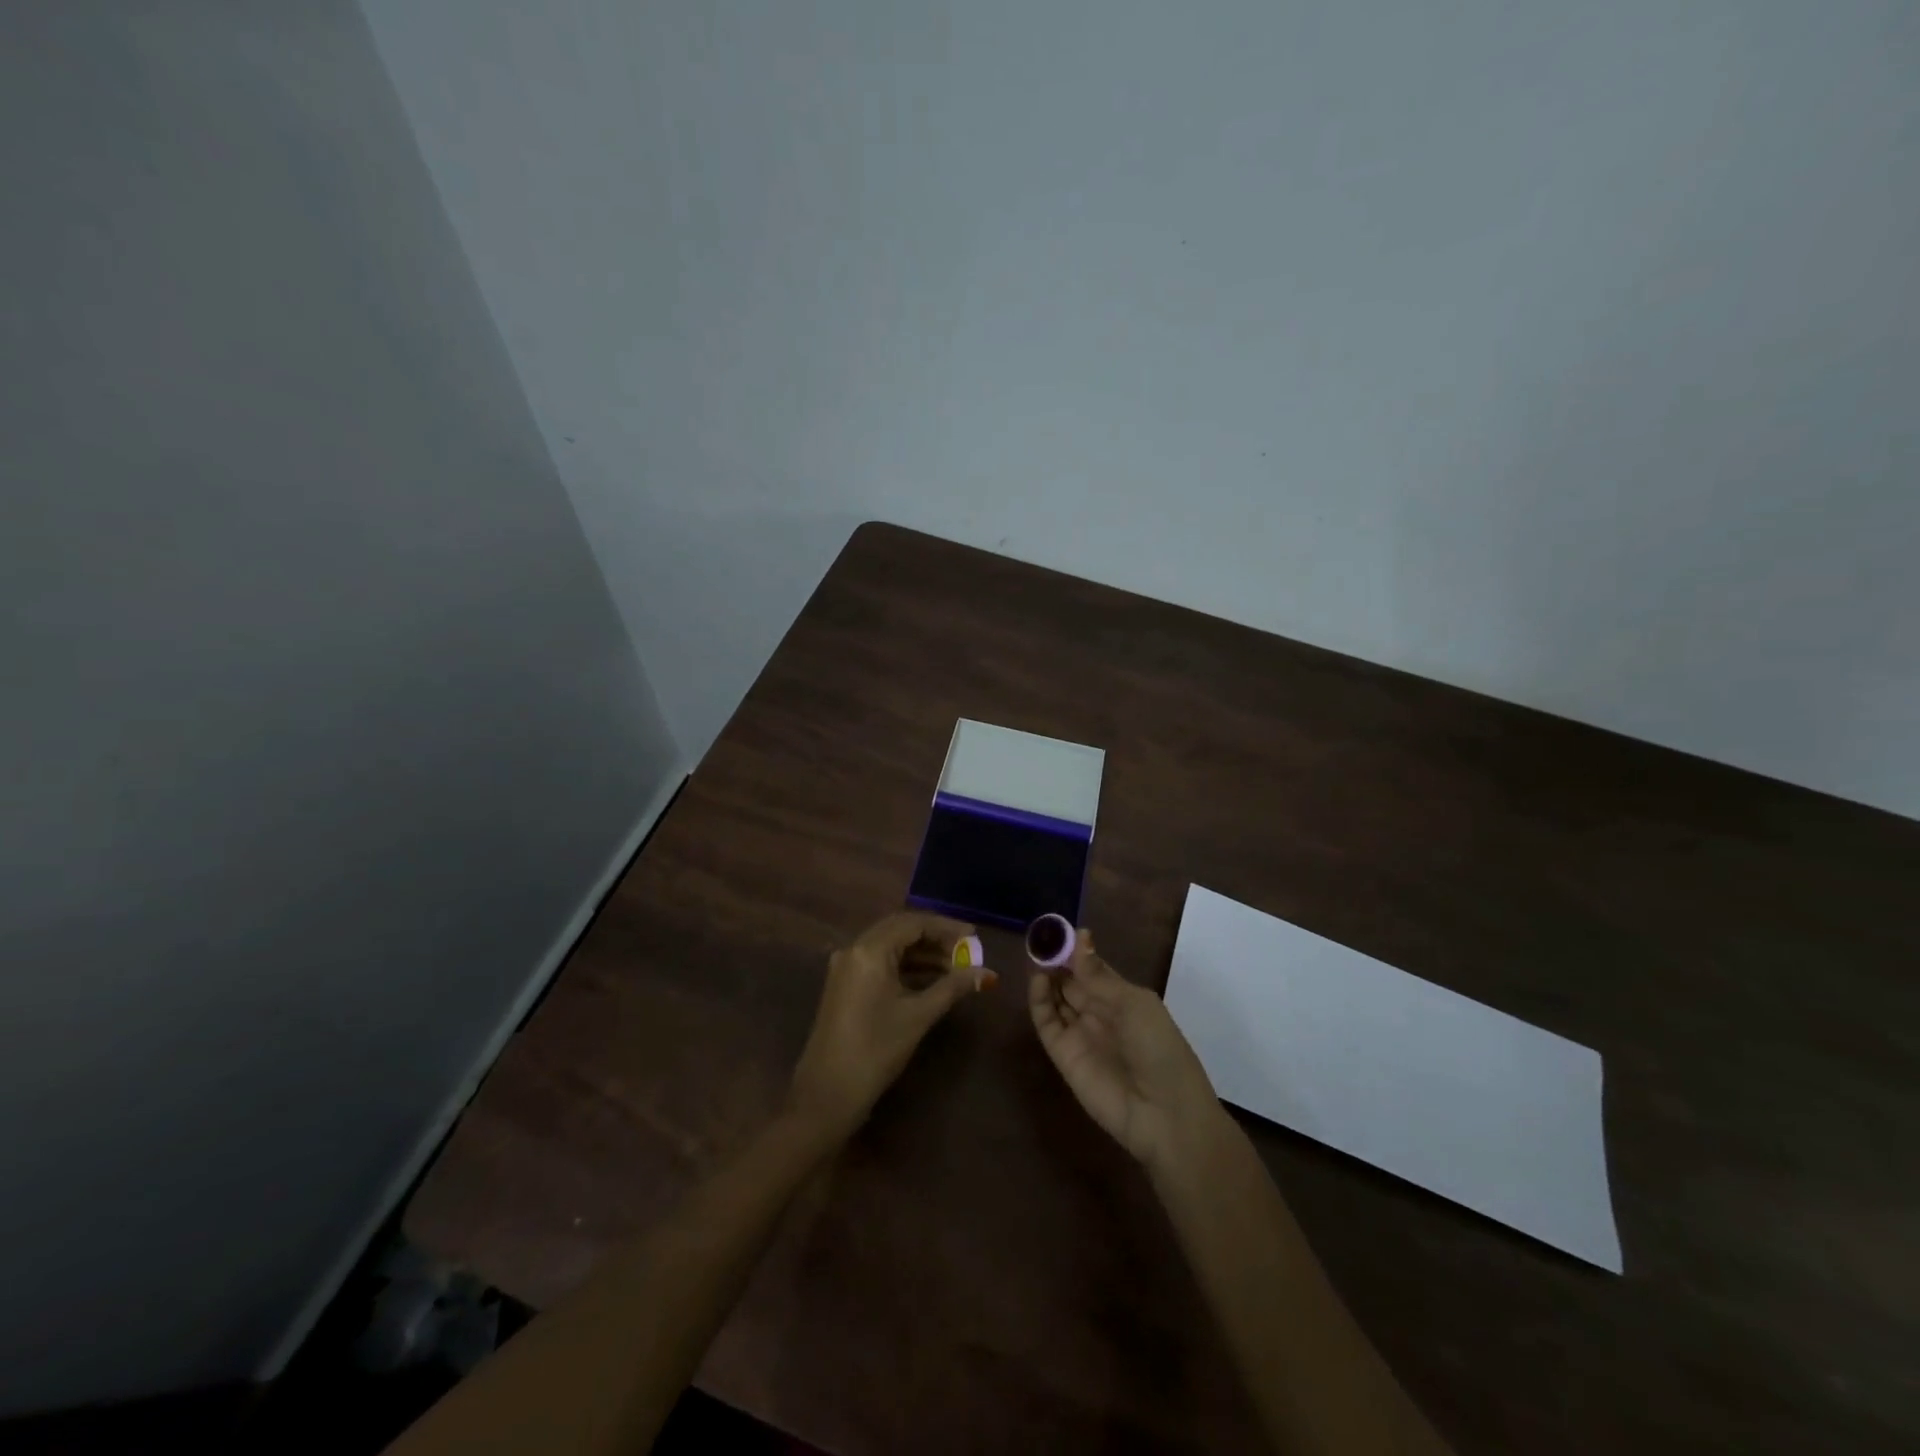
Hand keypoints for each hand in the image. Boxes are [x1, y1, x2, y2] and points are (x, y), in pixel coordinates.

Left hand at [788, 912, 993, 1139]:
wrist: (827, 1094)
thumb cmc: (876, 1050)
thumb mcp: (919, 1015)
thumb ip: (953, 987)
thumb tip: (987, 973)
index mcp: (869, 950)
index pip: (913, 923)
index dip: (946, 927)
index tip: (974, 936)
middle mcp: (854, 949)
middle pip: (900, 930)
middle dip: (935, 938)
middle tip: (967, 951)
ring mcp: (846, 967)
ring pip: (890, 947)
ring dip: (922, 954)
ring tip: (956, 969)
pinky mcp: (845, 985)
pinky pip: (880, 963)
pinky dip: (906, 967)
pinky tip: (930, 980)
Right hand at [1029, 928, 1222, 1173]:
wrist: (1163, 1115)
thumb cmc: (1159, 1049)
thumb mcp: (1134, 1004)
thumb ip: (1098, 975)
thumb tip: (1079, 935)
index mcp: (1124, 999)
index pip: (1093, 969)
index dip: (1077, 951)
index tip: (1059, 929)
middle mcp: (1100, 1014)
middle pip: (1072, 982)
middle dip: (1057, 961)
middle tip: (1039, 939)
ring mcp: (1081, 1034)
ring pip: (1057, 999)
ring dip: (1047, 977)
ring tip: (1035, 955)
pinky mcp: (1063, 1055)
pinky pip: (1047, 1023)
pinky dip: (1039, 1001)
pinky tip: (1037, 980)